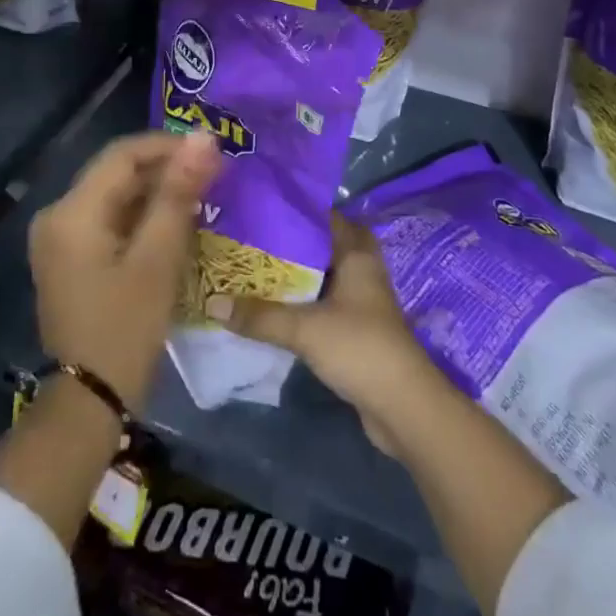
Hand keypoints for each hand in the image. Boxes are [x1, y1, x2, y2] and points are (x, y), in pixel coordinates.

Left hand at [29, 129, 220, 413]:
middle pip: (116, 173)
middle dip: (165, 170)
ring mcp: (59, 238)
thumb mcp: (158, 258)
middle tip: (213, 176)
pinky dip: (140, 217)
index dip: (168, 146)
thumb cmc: (125, 328)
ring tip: (201, 197)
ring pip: (114, 196)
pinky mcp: (68, 258)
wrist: (88, 403)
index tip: (211, 153)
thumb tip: (203, 139)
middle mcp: (57, 215)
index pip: (123, 154)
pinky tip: (173, 225)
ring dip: (155, 194)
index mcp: (72, 211)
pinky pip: (108, 220)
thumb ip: (178, 194)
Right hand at [207, 212, 439, 453]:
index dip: (295, 210)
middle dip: (291, 243)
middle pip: (323, 246)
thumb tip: (212, 301)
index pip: (325, 217)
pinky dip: (301, 303)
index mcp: (356, 254)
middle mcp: (361, 270)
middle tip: (253, 240)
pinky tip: (272, 308)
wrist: (404, 407)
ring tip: (253, 270)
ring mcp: (360, 302)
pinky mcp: (356, 330)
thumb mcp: (304, 329)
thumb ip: (259, 316)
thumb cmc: (360, 348)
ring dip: (295, 275)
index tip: (260, 208)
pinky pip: (323, 304)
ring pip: (322, 276)